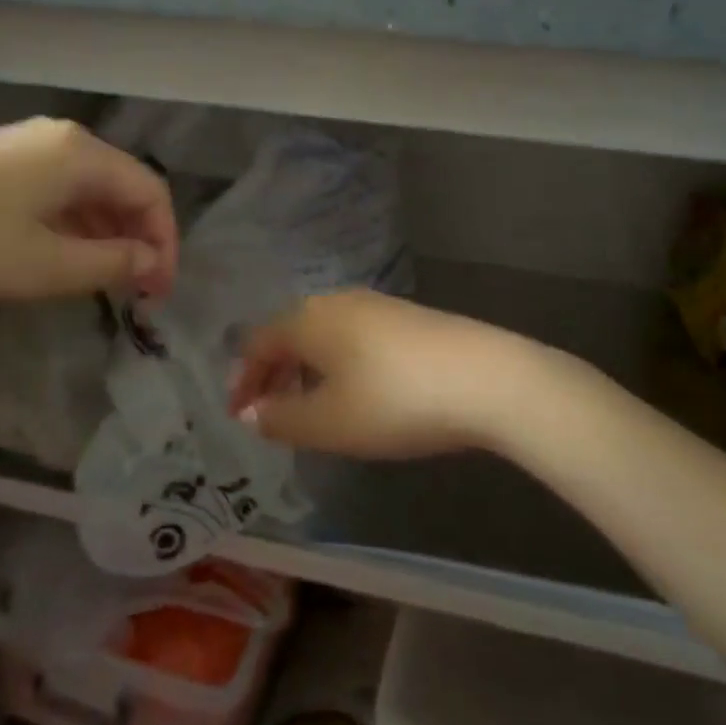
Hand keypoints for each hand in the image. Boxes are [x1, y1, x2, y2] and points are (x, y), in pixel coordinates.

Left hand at [0, 118, 178, 304]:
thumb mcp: (45, 267)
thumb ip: (111, 264)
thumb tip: (151, 263)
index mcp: (80, 153)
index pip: (151, 192)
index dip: (165, 243)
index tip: (158, 293)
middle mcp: (60, 138)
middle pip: (122, 186)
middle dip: (137, 239)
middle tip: (135, 292)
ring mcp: (24, 144)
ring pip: (87, 189)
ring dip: (105, 234)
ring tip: (101, 282)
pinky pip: (55, 189)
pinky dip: (71, 224)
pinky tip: (60, 256)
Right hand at [228, 289, 564, 458]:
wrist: (487, 378)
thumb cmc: (394, 401)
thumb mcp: (329, 423)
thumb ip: (281, 419)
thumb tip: (250, 413)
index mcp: (308, 319)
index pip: (258, 343)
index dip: (243, 380)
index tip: (238, 416)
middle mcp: (337, 301)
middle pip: (289, 333)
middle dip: (273, 373)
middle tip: (269, 413)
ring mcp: (377, 305)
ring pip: (323, 334)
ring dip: (306, 369)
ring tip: (310, 406)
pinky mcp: (409, 317)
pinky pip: (354, 337)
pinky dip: (338, 363)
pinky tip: (356, 390)